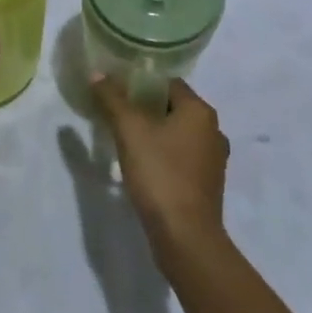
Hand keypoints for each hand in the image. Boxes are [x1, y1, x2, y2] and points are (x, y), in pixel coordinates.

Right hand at [89, 76, 228, 265]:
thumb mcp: (129, 130)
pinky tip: (144, 167)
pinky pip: (182, 158)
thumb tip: (97, 73)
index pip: (168, 82)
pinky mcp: (207, 186)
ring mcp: (213, 161)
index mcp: (200, 111)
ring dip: (154, 134)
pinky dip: (164, 156)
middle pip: (173, 108)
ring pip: (177, 134)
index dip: (141, 83)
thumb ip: (112, 98)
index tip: (117, 92)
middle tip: (117, 115)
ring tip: (126, 141)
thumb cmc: (160, 174)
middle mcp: (213, 130)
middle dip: (145, 109)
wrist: (186, 239)